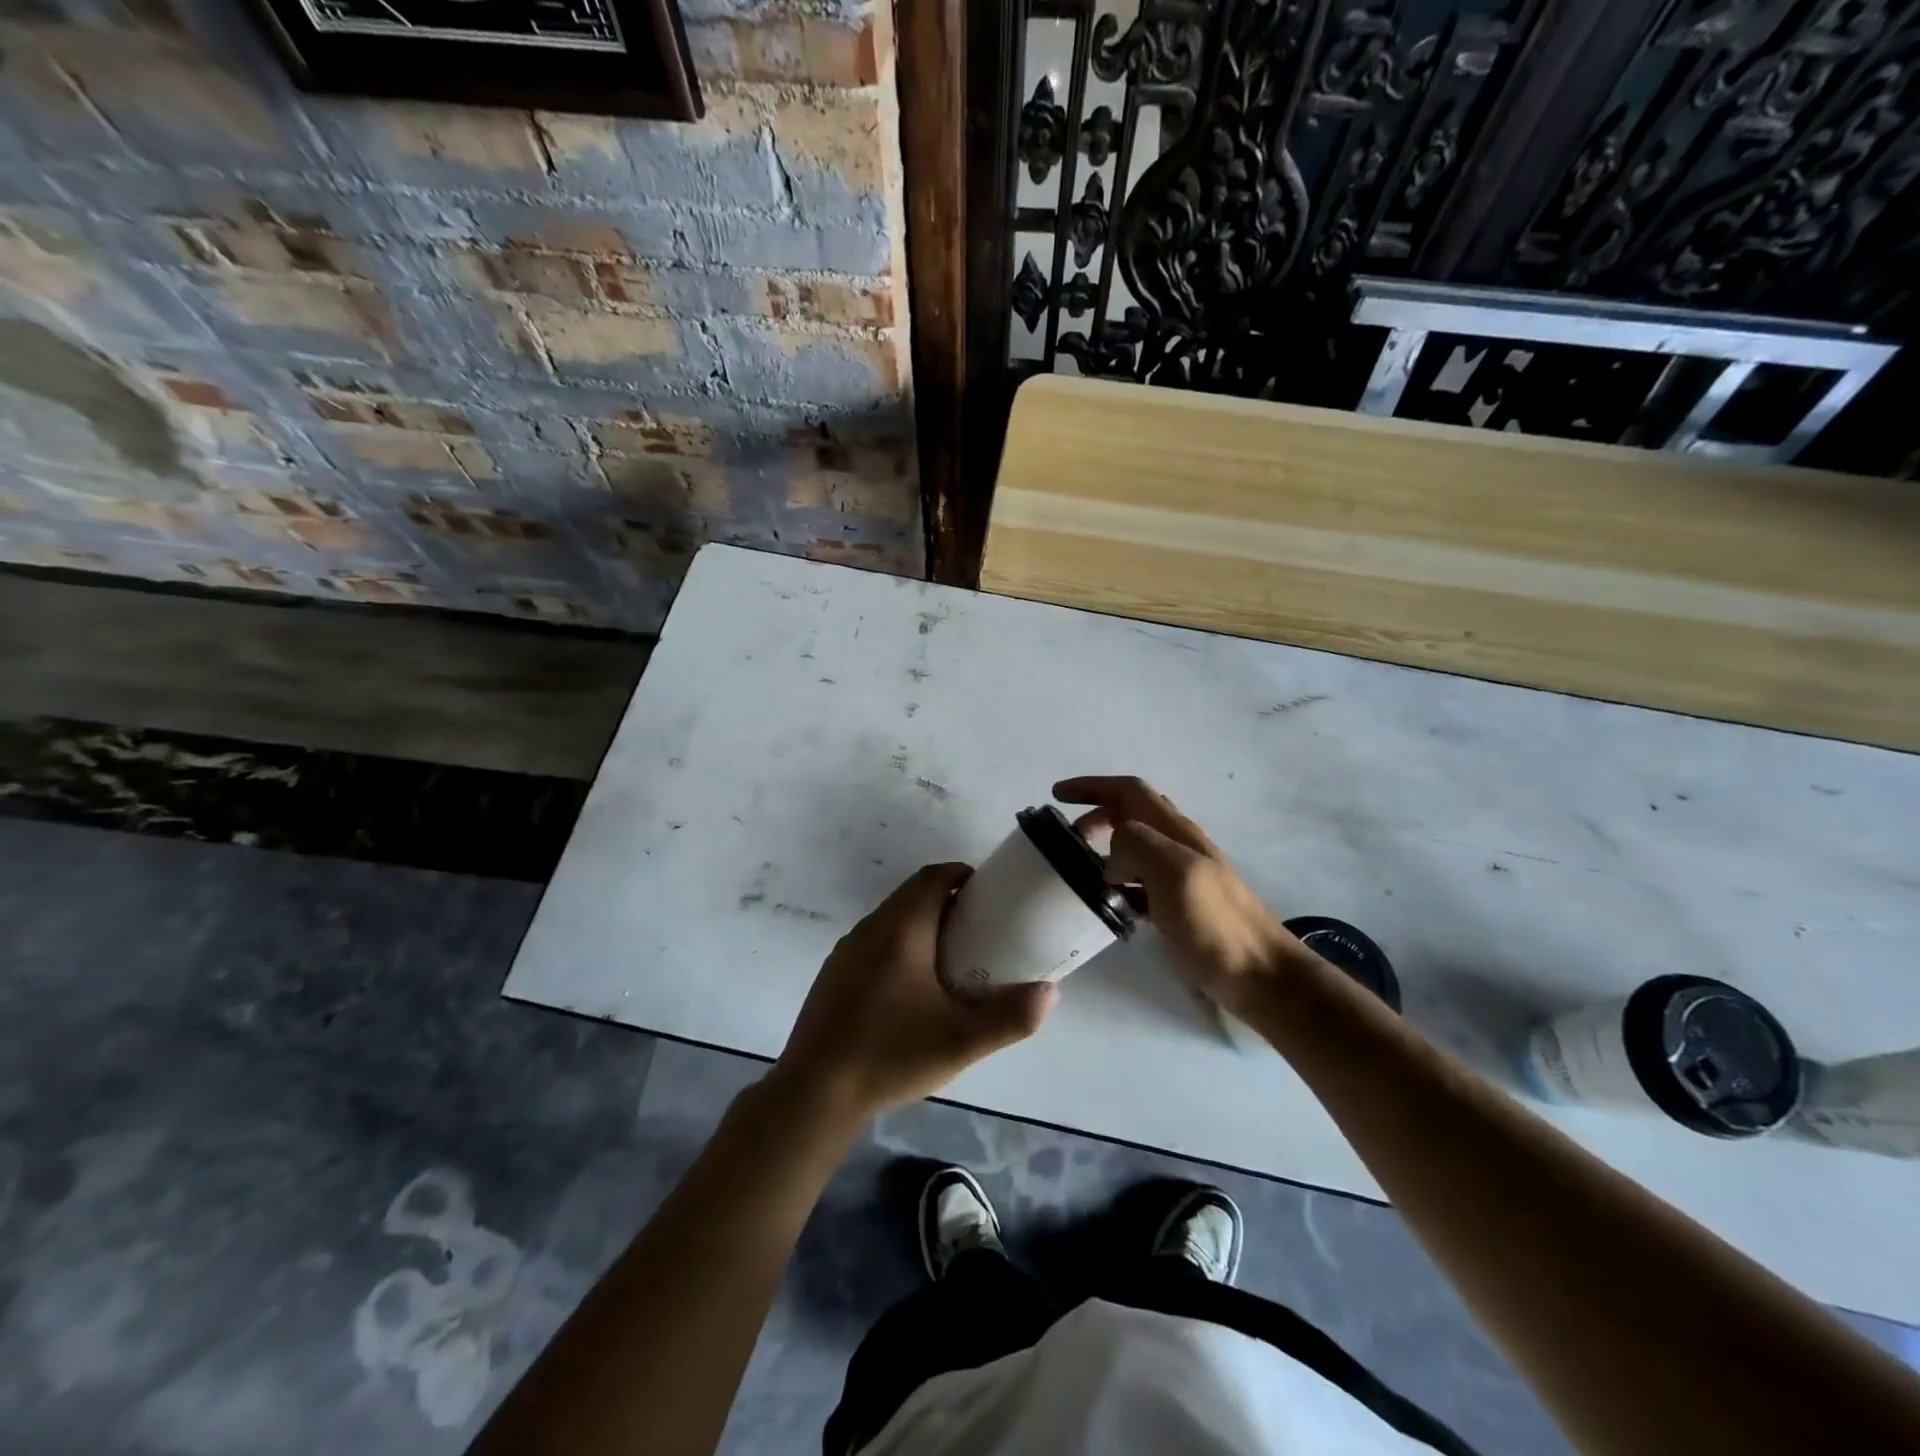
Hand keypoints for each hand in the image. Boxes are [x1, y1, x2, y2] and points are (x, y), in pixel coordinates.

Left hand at [772, 863, 1056, 1123]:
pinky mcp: (833, 974)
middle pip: (912, 895)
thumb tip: (1049, 992)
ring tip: (951, 959)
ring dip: (922, 924)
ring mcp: (846, 951)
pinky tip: (910, 989)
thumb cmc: (891, 1054)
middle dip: (947, 901)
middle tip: (979, 929)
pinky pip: (874, 941)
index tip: (988, 893)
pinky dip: (899, 945)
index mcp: (901, 930)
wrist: (814, 1091)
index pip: (933, 877)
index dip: (962, 875)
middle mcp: (870, 928)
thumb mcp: (961, 1042)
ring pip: (891, 919)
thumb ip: (1010, 1017)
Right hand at [1055, 776, 1303, 1010]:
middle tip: (1067, 842)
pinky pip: (1141, 883)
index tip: (1057, 795)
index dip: (1092, 786)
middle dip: (1095, 818)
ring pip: (1135, 849)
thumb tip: (1112, 859)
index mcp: (1175, 830)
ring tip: (1079, 873)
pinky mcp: (1181, 906)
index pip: (1128, 791)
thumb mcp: (1173, 873)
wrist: (1260, 976)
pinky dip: (1119, 884)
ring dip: (1105, 851)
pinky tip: (1109, 905)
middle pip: (1130, 815)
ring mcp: (1182, 876)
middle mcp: (1179, 845)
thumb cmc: (1216, 923)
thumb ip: (1136, 847)